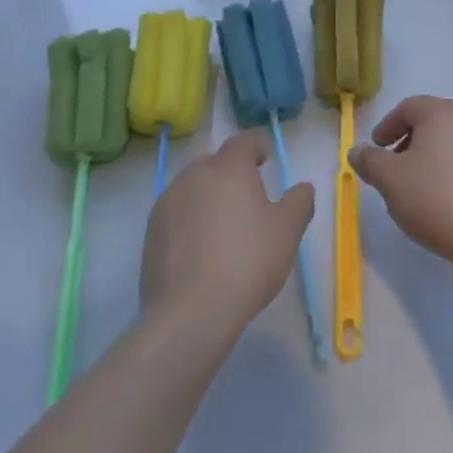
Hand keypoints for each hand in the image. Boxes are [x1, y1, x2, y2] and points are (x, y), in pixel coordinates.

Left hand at [140, 130, 313, 341]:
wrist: (189, 313)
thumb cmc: (247, 261)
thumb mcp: (288, 231)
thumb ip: (299, 201)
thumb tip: (302, 188)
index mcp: (229, 166)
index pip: (245, 140)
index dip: (259, 146)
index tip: (267, 160)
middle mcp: (195, 174)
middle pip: (216, 162)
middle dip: (232, 173)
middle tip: (248, 198)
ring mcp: (168, 202)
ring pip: (193, 187)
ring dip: (208, 196)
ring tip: (223, 226)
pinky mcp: (151, 231)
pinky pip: (177, 213)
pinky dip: (189, 221)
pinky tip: (200, 249)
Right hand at [351, 96, 452, 272]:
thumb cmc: (433, 198)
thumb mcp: (389, 179)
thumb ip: (370, 160)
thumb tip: (357, 150)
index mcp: (442, 113)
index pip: (409, 107)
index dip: (387, 125)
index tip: (376, 148)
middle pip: (432, 123)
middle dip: (408, 141)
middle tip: (393, 167)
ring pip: (451, 144)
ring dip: (430, 159)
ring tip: (416, 188)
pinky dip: (450, 174)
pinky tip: (442, 202)